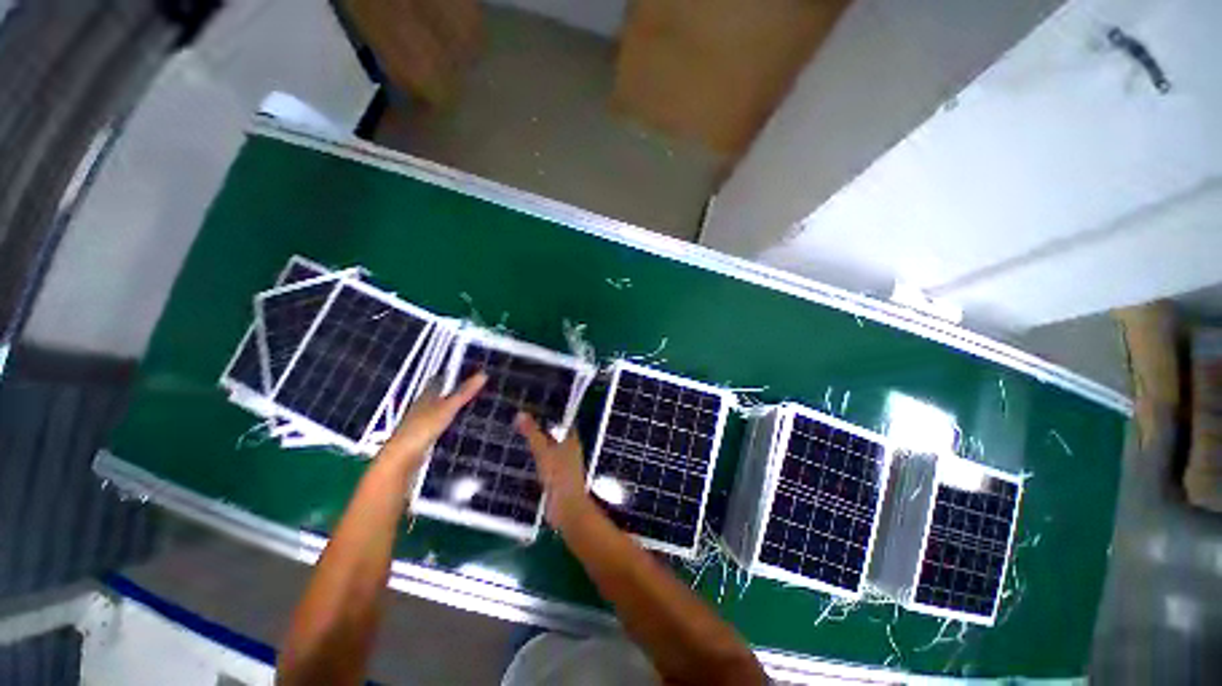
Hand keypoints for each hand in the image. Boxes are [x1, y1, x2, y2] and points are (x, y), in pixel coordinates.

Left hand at [381, 373, 485, 468]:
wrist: (401, 459)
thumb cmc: (423, 428)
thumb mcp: (448, 408)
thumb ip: (464, 393)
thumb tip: (483, 374)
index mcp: (425, 397)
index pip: (437, 381)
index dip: (448, 376)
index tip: (462, 371)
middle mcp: (420, 408)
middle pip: (435, 396)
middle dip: (448, 392)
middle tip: (466, 388)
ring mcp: (419, 424)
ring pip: (435, 411)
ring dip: (446, 409)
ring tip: (462, 407)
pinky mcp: (420, 440)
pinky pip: (435, 426)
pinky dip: (444, 424)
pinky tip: (451, 428)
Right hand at [515, 413, 590, 526]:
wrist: (566, 508)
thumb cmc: (558, 475)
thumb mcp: (543, 451)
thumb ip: (532, 433)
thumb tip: (520, 413)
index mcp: (572, 439)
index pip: (564, 420)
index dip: (552, 412)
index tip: (536, 405)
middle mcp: (570, 449)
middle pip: (556, 433)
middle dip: (542, 427)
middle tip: (523, 418)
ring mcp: (564, 464)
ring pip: (550, 448)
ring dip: (538, 442)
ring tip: (520, 434)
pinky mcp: (557, 477)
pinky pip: (546, 461)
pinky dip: (537, 457)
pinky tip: (525, 457)